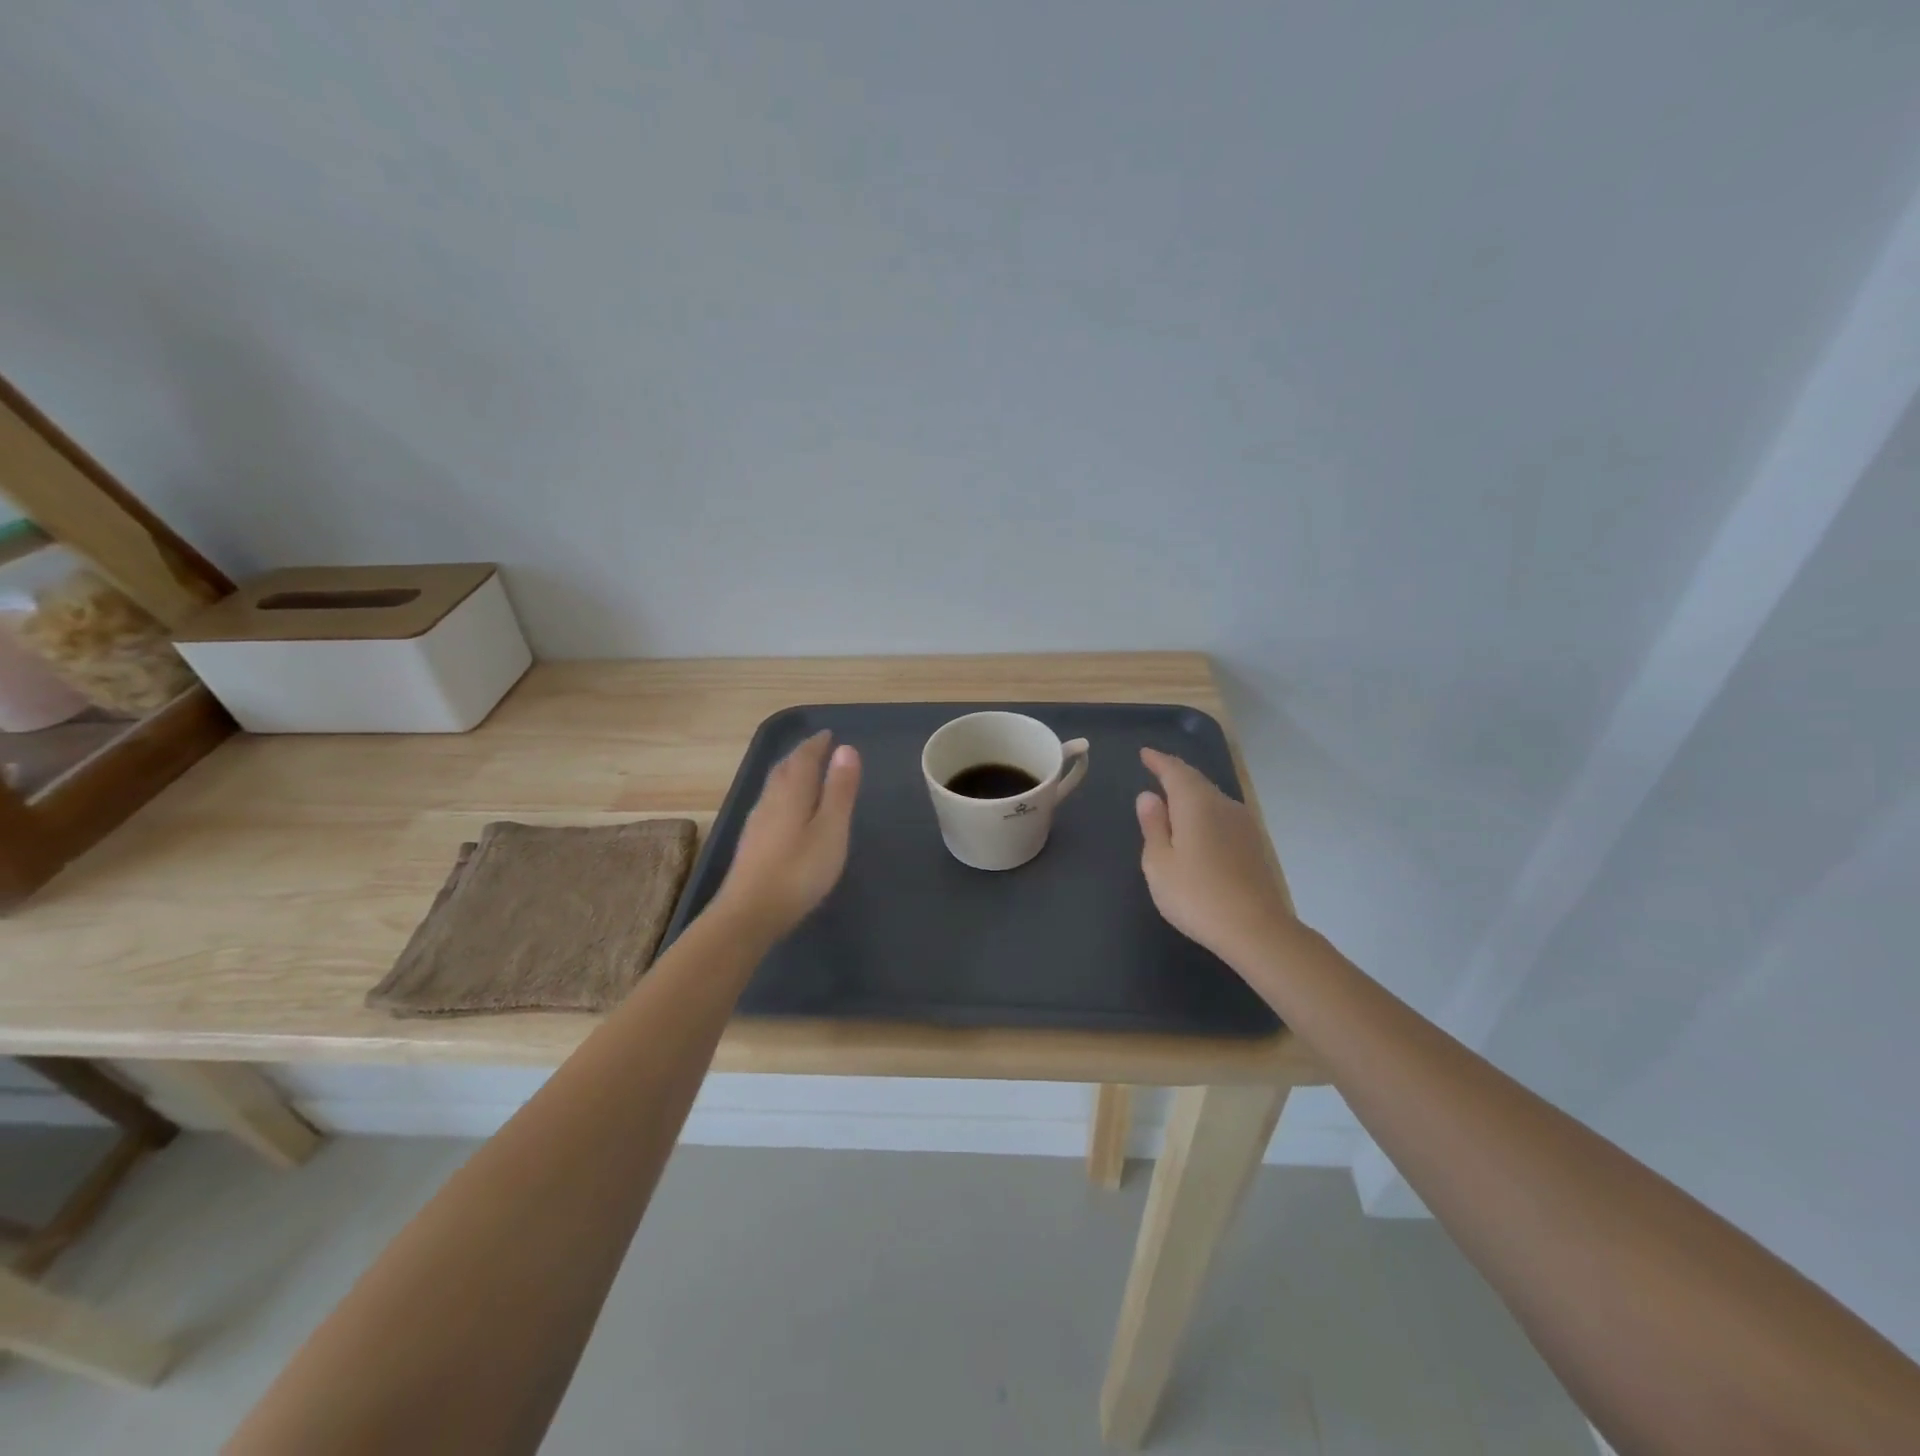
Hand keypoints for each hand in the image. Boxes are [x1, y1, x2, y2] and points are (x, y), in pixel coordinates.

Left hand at [711, 731, 861, 939]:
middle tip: (817, 749)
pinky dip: (783, 794)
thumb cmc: (798, 871)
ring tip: (804, 773)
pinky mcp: (751, 844)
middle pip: (784, 769)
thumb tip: (846, 748)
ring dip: (790, 774)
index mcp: (791, 793)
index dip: (816, 744)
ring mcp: (756, 823)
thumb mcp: (831, 830)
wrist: (749, 914)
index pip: (803, 758)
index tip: (828, 734)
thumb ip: (839, 790)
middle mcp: (770, 801)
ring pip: (774, 787)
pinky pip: (770, 804)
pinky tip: (786, 810)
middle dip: (801, 756)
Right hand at [1136, 747, 1293, 966]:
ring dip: (1191, 792)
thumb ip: (1153, 826)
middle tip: (1157, 769)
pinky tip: (1198, 825)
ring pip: (1212, 797)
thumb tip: (1148, 797)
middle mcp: (1222, 805)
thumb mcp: (1159, 863)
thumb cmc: (1196, 895)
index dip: (1159, 761)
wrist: (1255, 929)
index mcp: (1195, 804)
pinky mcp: (1253, 844)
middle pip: (1197, 781)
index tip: (1145, 753)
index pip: (1175, 771)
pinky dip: (1205, 811)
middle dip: (1175, 773)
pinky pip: (1222, 814)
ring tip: (1173, 797)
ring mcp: (1243, 824)